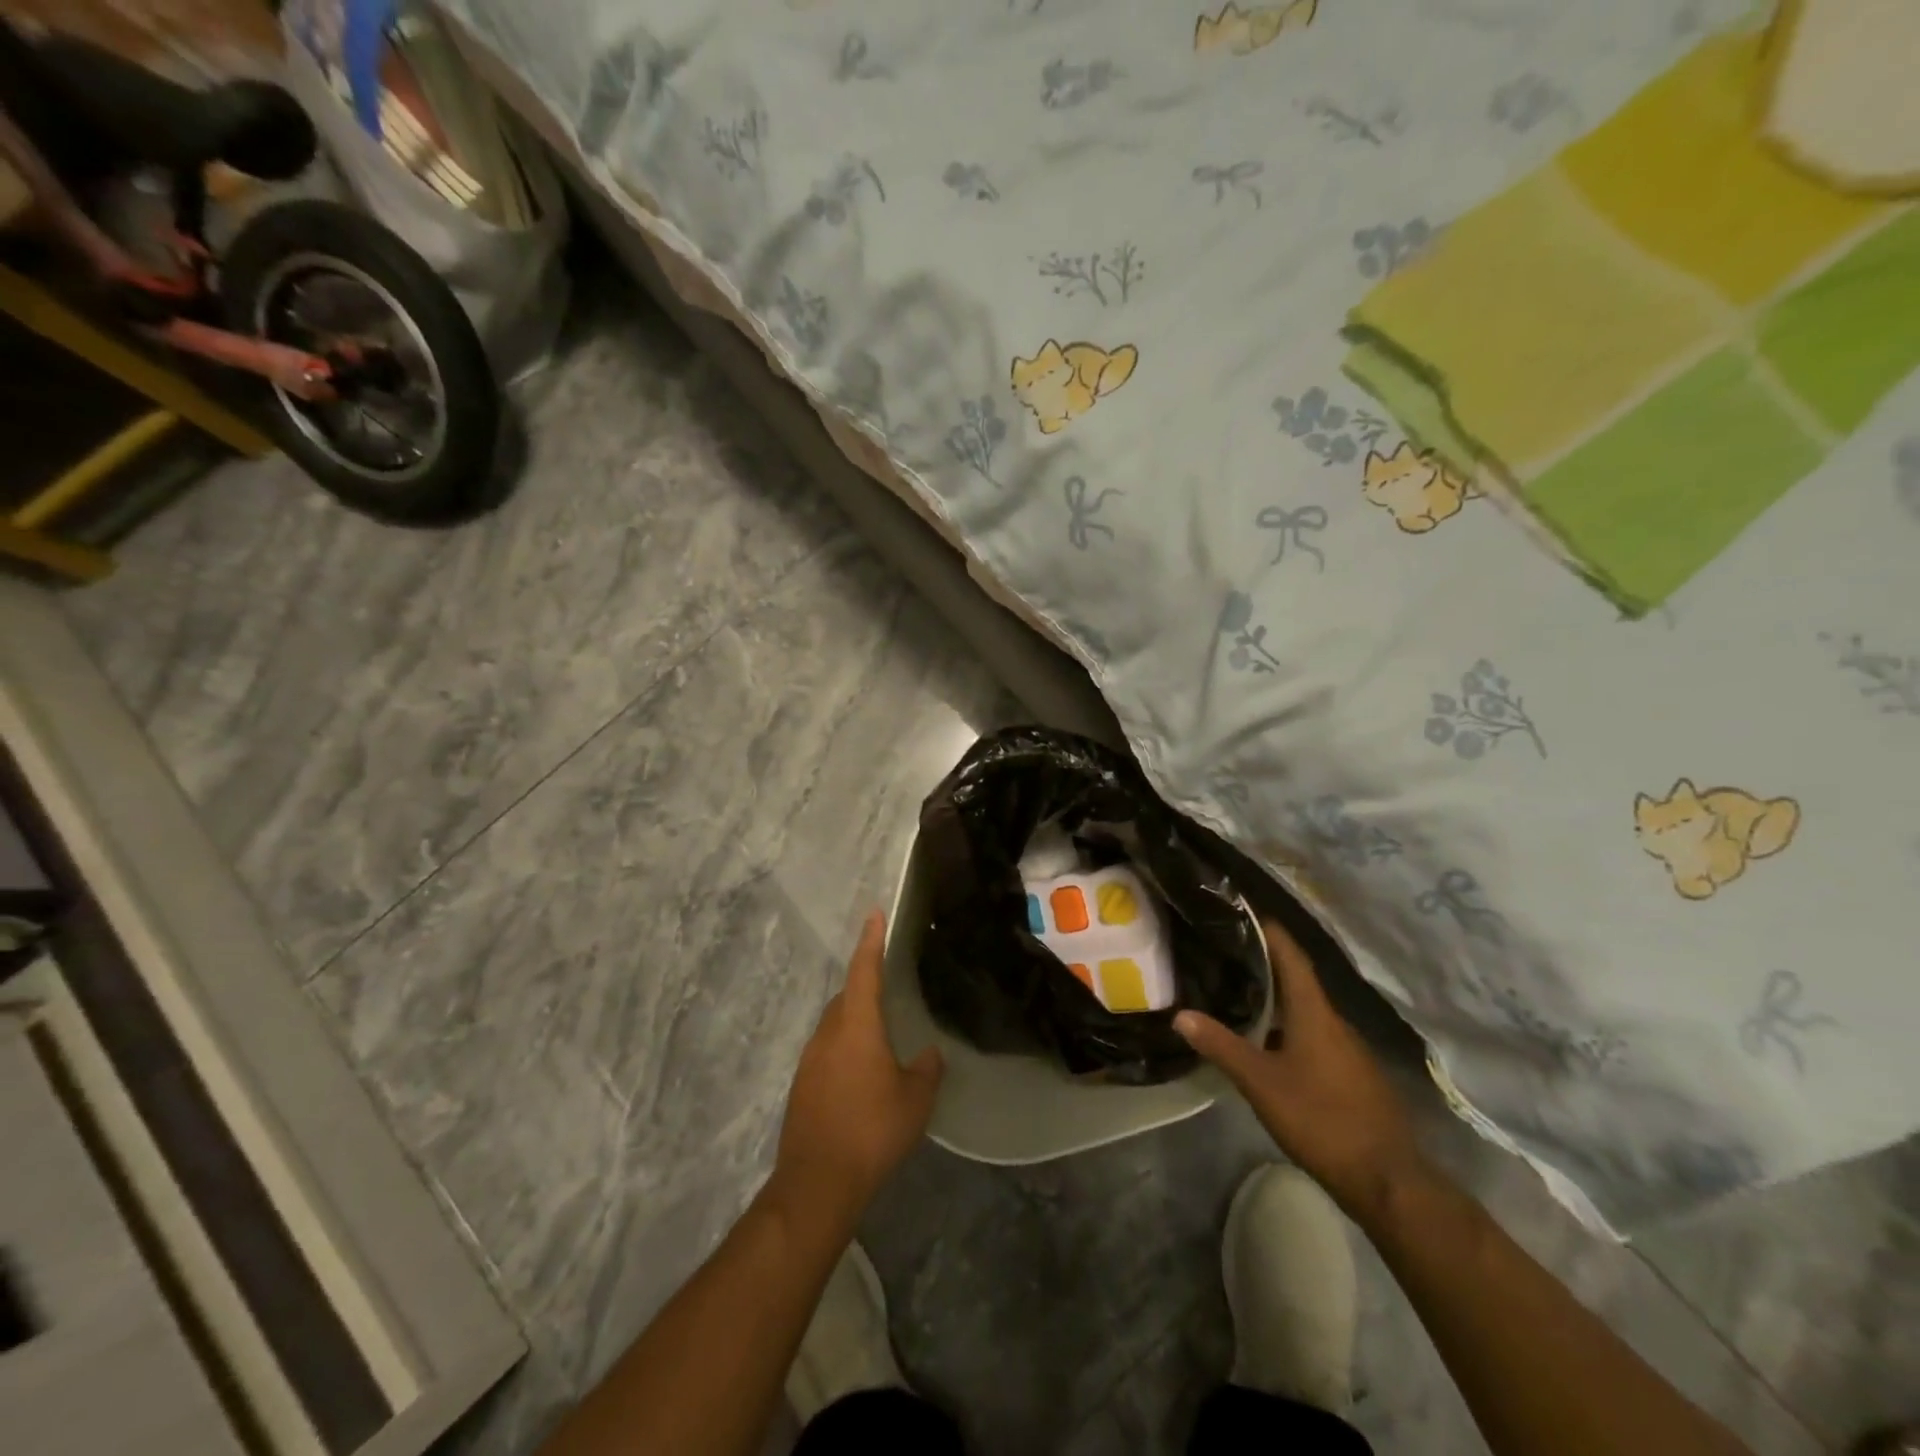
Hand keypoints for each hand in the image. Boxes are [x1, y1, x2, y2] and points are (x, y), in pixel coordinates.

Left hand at [772, 911, 943, 1225]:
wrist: (817, 1182)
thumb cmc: (872, 1130)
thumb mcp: (915, 1100)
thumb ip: (926, 1070)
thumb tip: (930, 1054)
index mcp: (857, 1025)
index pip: (865, 971)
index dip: (871, 941)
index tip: (874, 913)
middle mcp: (828, 1033)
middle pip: (846, 996)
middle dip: (865, 984)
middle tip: (887, 983)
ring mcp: (810, 1060)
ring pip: (835, 1025)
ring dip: (855, 1020)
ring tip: (880, 1034)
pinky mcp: (802, 1086)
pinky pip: (827, 1051)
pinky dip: (845, 1048)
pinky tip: (861, 1073)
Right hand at [1176, 920, 1425, 1215]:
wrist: (1387, 1179)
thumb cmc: (1321, 1119)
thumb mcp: (1262, 1083)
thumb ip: (1222, 1046)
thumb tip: (1180, 1015)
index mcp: (1315, 1013)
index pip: (1292, 955)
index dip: (1269, 930)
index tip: (1242, 912)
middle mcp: (1334, 1022)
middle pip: (1297, 980)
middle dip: (1264, 963)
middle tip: (1225, 953)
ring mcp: (1348, 1049)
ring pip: (1306, 1010)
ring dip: (1276, 997)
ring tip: (1237, 992)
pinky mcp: (1352, 1074)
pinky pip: (1315, 1034)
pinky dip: (1288, 1025)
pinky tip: (1267, 1041)